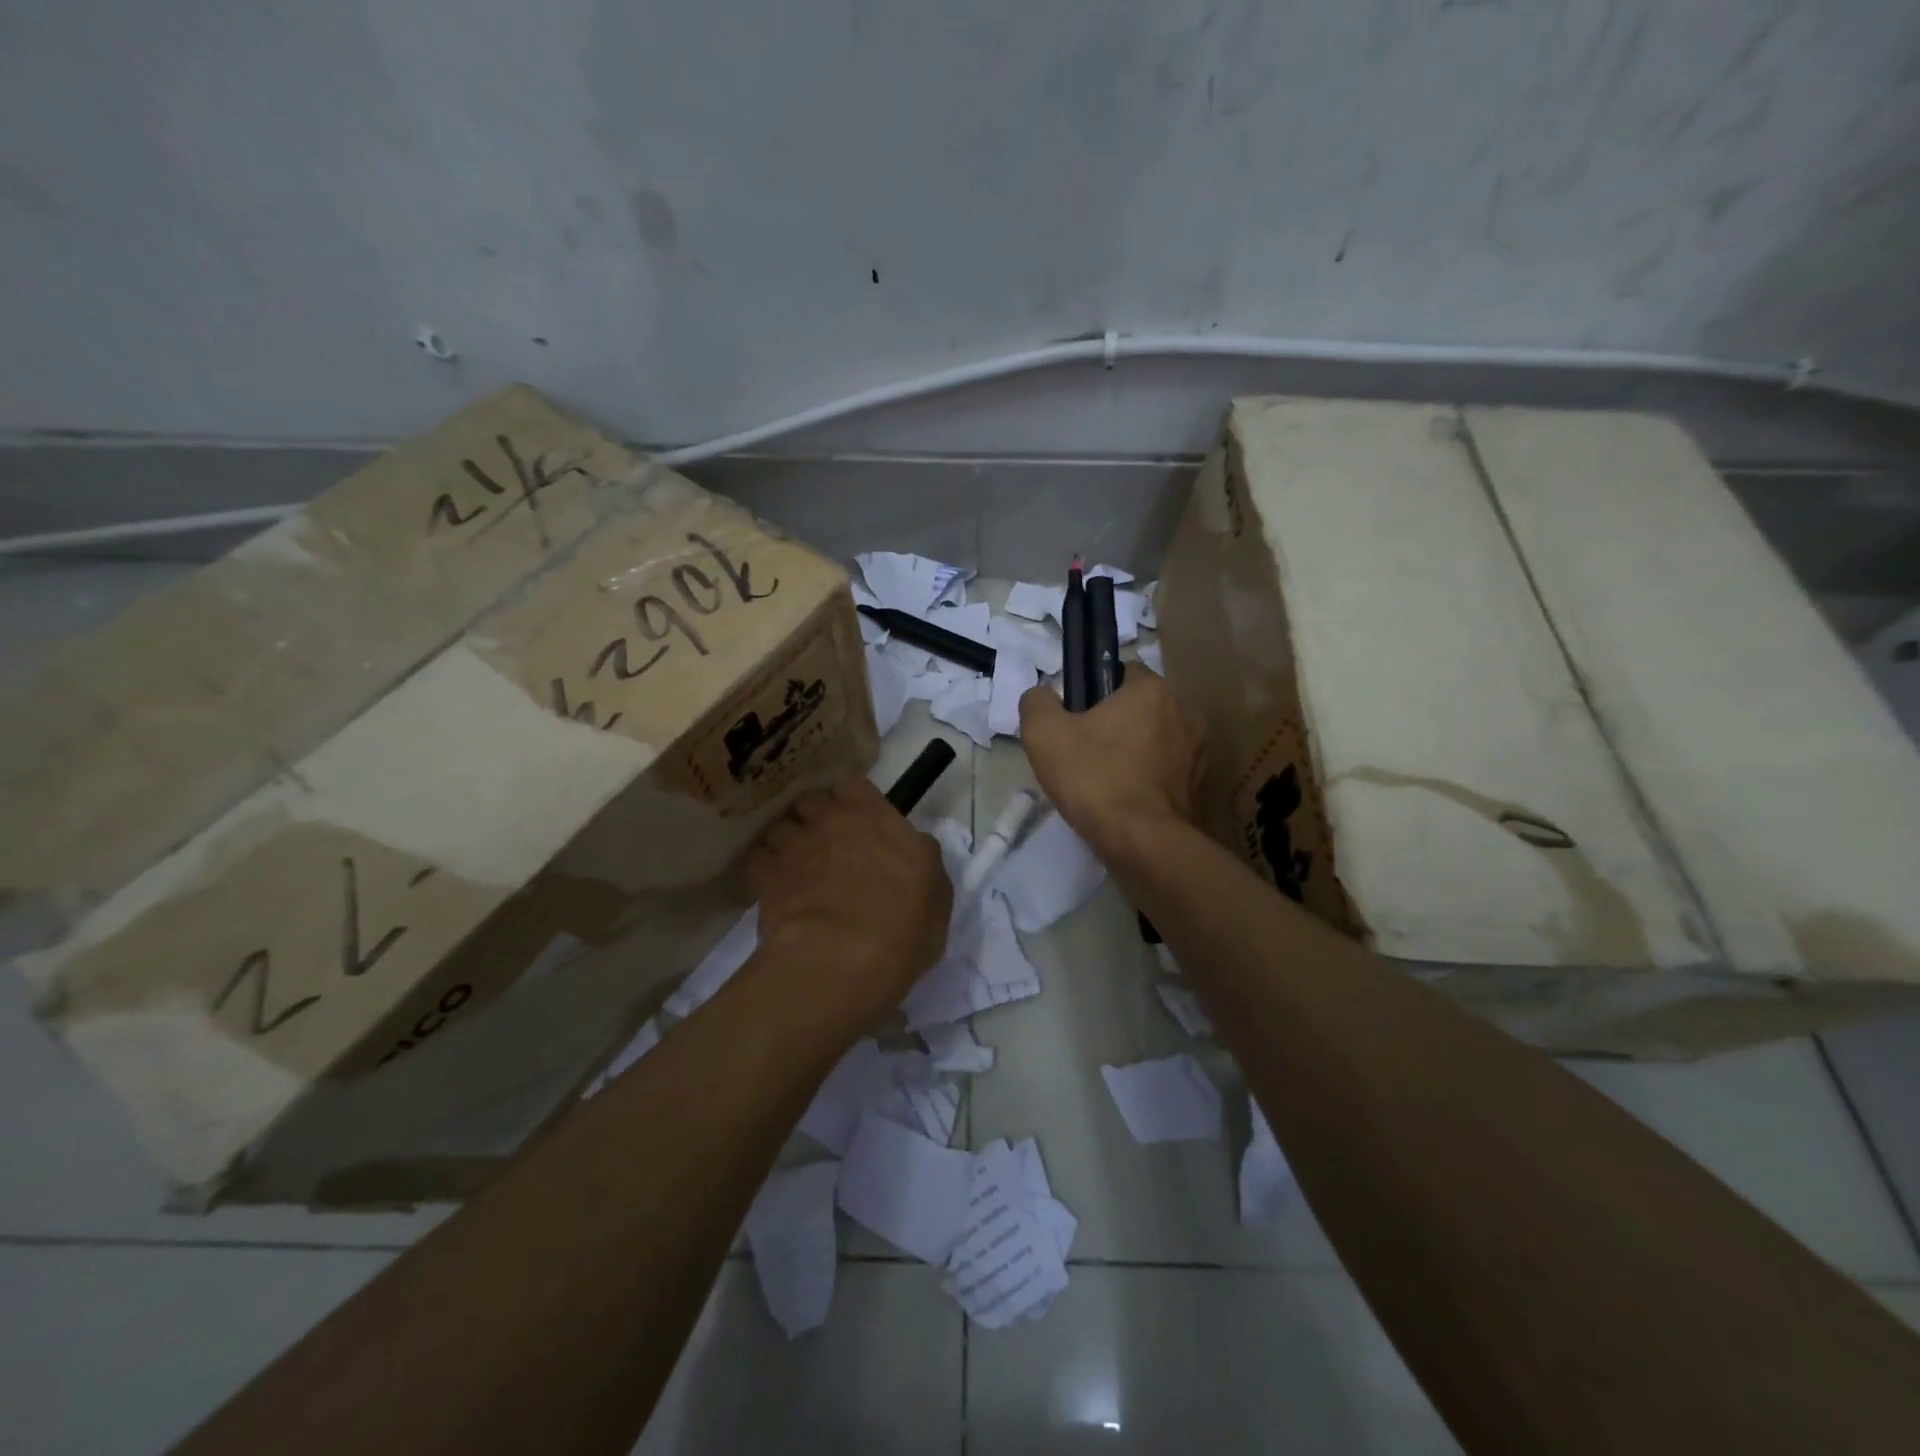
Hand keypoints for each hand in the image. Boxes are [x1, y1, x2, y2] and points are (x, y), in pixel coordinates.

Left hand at [748, 776, 952, 1025]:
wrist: (843, 959)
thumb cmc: (904, 926)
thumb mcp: (937, 892)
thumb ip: (921, 858)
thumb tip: (912, 846)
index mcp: (876, 818)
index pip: (854, 786)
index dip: (853, 801)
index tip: (857, 821)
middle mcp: (831, 821)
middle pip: (811, 801)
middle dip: (814, 817)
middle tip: (824, 845)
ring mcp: (794, 846)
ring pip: (780, 828)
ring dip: (787, 843)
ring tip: (795, 868)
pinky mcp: (765, 876)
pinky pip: (759, 860)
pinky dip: (765, 870)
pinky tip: (775, 889)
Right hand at [1018, 669, 1206, 860]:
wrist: (1142, 843)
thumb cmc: (1094, 778)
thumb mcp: (1044, 734)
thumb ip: (1037, 703)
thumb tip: (1043, 697)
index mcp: (1152, 690)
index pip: (1120, 673)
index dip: (1094, 692)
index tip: (1075, 719)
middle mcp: (1185, 712)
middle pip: (1140, 708)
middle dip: (1116, 724)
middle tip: (1084, 754)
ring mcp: (1199, 752)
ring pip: (1156, 741)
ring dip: (1135, 753)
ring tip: (1105, 783)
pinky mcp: (1202, 788)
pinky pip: (1168, 773)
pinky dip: (1149, 781)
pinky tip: (1126, 802)